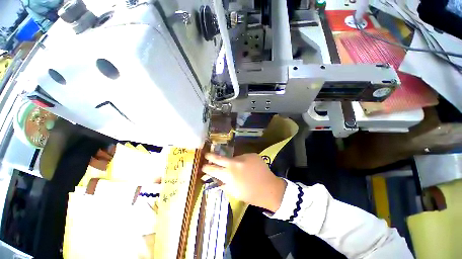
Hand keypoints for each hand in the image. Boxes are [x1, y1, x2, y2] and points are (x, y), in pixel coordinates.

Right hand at [202, 153, 286, 212]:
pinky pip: (243, 157)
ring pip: (233, 158)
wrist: (270, 188)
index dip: (206, 167)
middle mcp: (234, 163)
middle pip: (219, 157)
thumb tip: (214, 177)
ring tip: (239, 170)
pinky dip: (243, 162)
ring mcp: (244, 157)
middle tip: (206, 154)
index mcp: (229, 175)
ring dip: (232, 162)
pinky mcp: (251, 154)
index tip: (203, 166)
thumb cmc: (250, 194)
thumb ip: (223, 183)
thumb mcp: (233, 192)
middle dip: (210, 156)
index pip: (212, 169)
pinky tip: (248, 168)